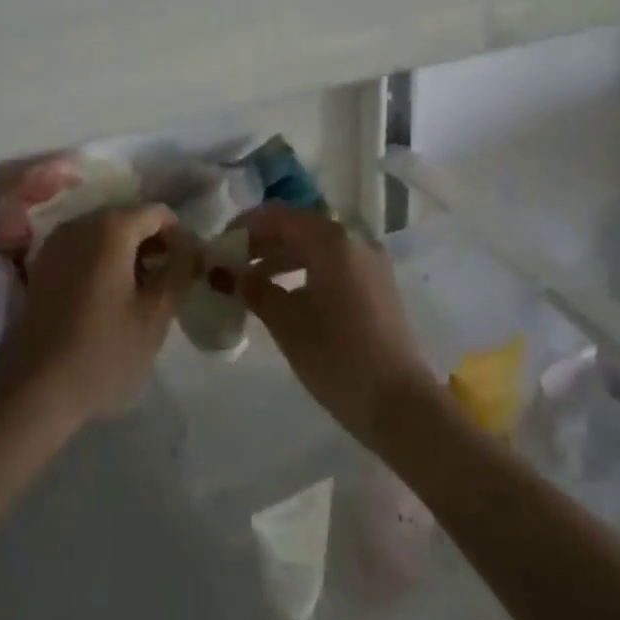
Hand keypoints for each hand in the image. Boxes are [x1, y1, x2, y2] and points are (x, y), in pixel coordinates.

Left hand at [0, 204, 191, 428]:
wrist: (34, 391)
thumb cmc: (103, 351)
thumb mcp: (155, 316)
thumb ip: (179, 272)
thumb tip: (192, 249)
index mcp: (112, 227)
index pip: (158, 214)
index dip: (179, 237)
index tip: (187, 270)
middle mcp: (81, 223)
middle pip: (128, 219)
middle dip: (152, 244)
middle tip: (167, 283)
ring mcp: (56, 243)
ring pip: (103, 234)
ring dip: (126, 254)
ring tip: (139, 293)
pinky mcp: (40, 266)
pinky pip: (81, 250)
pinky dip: (101, 262)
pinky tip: (107, 298)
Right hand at [233, 205, 435, 448]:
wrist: (400, 405)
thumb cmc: (337, 358)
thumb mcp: (286, 322)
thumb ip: (252, 289)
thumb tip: (220, 272)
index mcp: (332, 240)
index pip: (278, 215)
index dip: (245, 226)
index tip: (219, 246)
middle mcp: (354, 240)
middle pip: (298, 227)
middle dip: (262, 242)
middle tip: (231, 265)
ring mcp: (370, 262)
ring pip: (316, 246)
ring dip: (282, 257)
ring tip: (251, 282)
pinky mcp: (377, 285)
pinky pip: (333, 263)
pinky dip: (305, 270)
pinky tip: (285, 295)